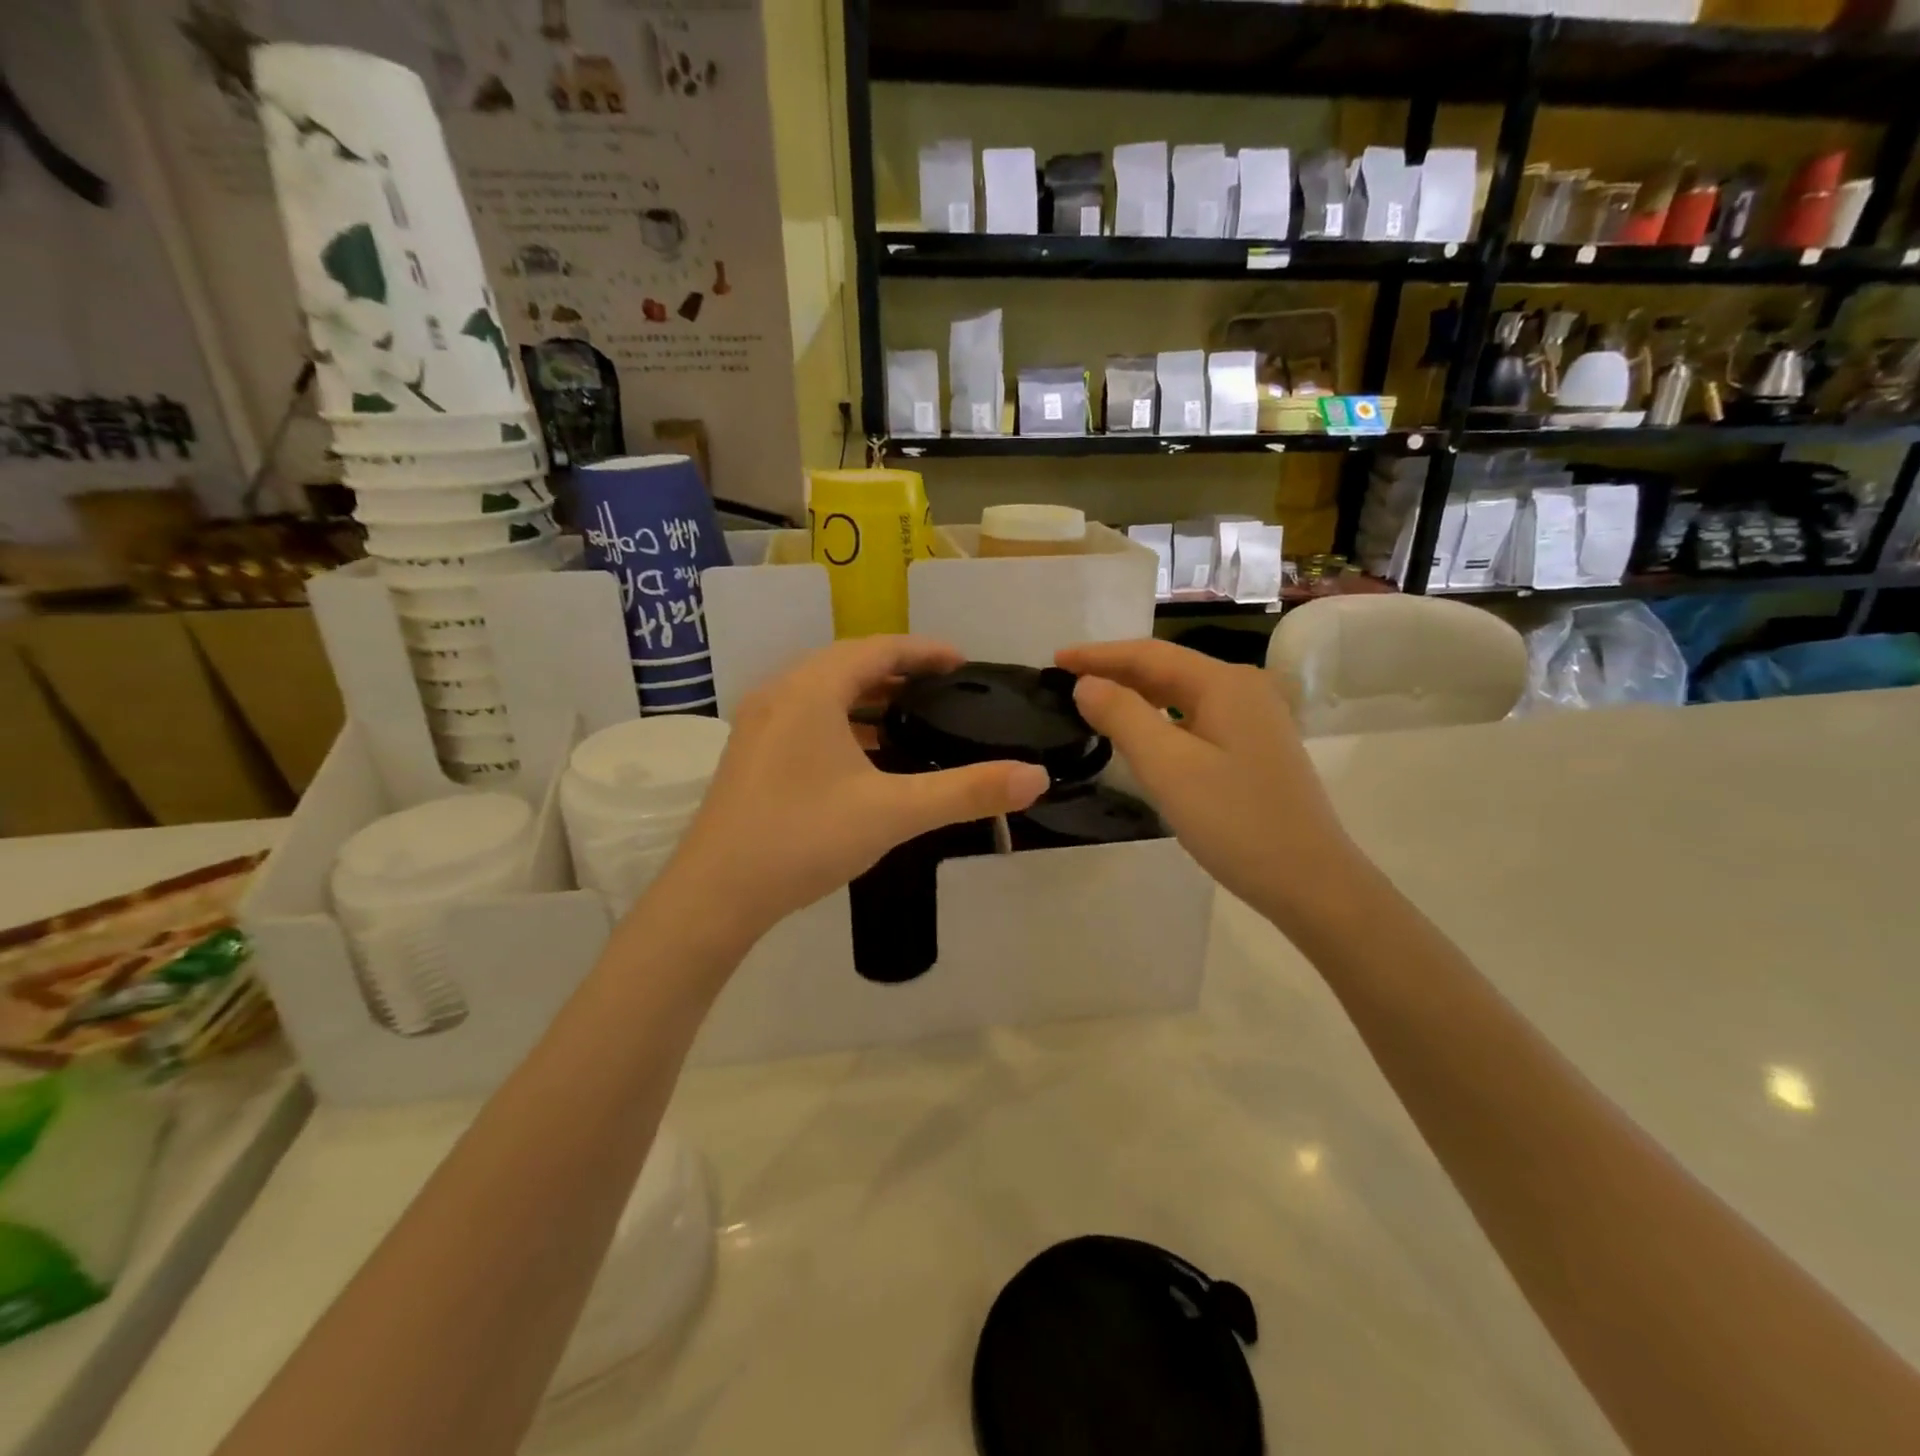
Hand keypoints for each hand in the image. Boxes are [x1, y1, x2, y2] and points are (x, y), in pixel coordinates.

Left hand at [658, 637, 1049, 946]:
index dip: (924, 650)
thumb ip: (966, 791)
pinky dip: (843, 722)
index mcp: (812, 689)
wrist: (715, 894)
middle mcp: (781, 693)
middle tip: (944, 687)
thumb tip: (1035, 778)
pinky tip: (865, 756)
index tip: (962, 662)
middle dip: (899, 670)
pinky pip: (806, 717)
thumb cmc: (804, 838)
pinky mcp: (751, 754)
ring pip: (824, 692)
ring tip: (912, 716)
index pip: (878, 648)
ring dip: (868, 697)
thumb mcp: (894, 812)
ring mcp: (759, 724)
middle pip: (849, 664)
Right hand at [1056, 639, 1358, 930]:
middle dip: (1114, 672)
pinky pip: (1194, 719)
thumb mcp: (1168, 767)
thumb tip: (1087, 684)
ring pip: (1180, 695)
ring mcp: (1253, 719)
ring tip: (1092, 704)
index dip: (1098, 655)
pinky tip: (1139, 735)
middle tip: (1064, 682)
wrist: (1310, 881)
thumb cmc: (1235, 820)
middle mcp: (1242, 689)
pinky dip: (1159, 719)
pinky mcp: (1253, 748)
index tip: (1055, 660)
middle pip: (1167, 669)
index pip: (1149, 654)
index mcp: (1224, 683)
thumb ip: (1123, 717)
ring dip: (1135, 696)